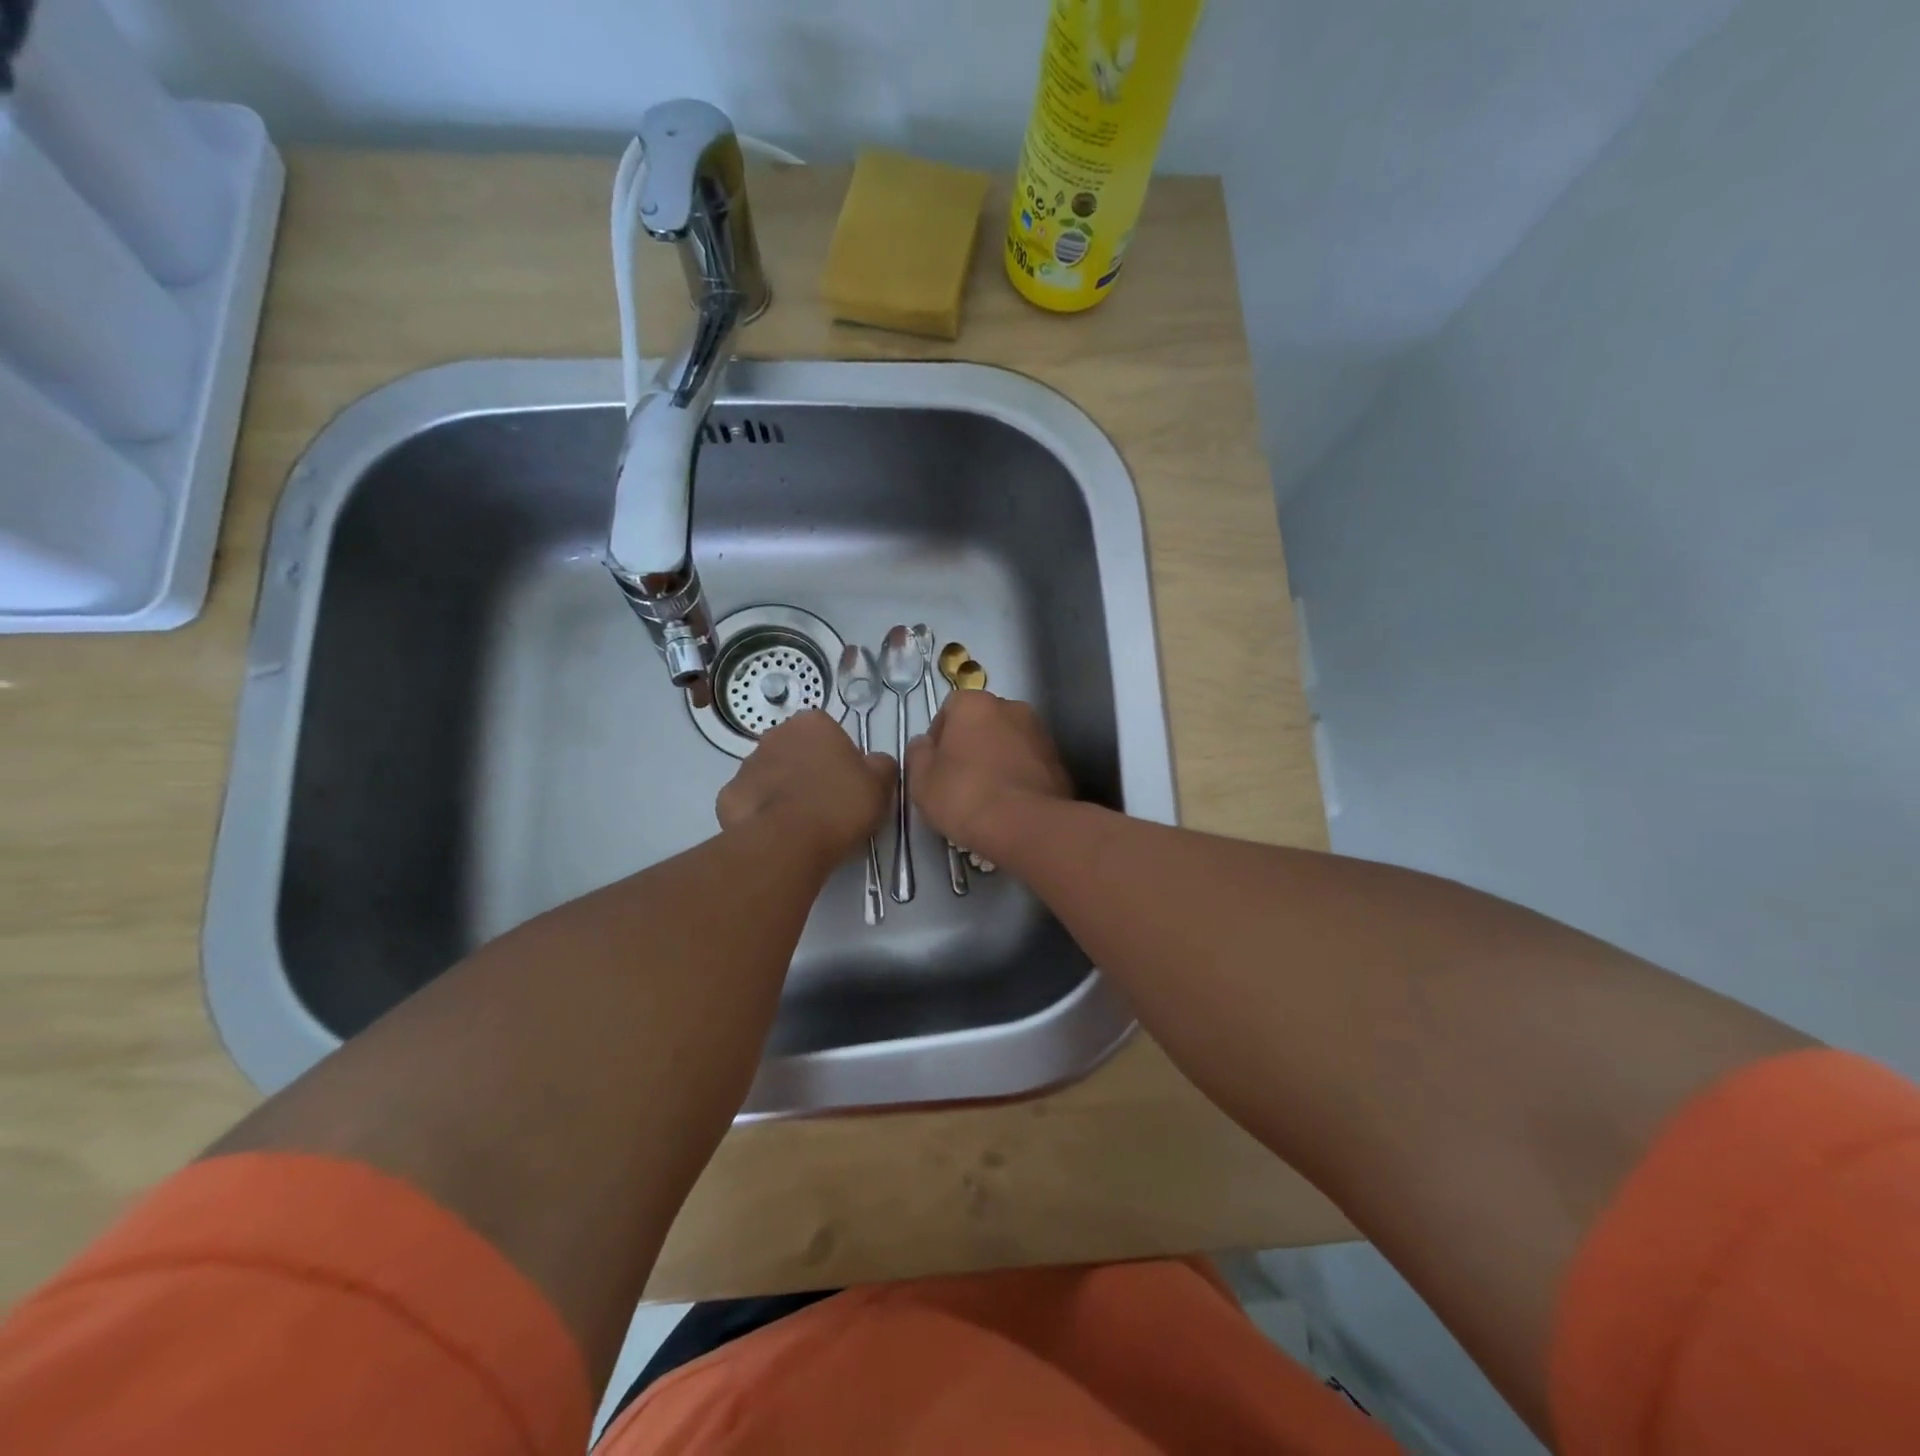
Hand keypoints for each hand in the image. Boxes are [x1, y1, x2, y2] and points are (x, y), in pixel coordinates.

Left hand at [717, 711, 893, 868]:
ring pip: (771, 775)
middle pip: (796, 750)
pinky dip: (760, 814)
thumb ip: (881, 766)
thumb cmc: (839, 805)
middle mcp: (775, 735)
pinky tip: (776, 834)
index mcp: (812, 724)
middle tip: (826, 803)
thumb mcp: (881, 784)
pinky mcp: (728, 796)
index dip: (840, 758)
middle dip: (807, 770)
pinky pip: (750, 801)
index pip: (829, 732)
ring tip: (801, 824)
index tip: (847, 784)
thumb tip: (875, 764)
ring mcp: (746, 765)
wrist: (788, 843)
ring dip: (783, 791)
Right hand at [905, 691, 1073, 854]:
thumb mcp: (922, 780)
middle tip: (959, 780)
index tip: (936, 765)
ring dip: (997, 759)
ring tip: (987, 795)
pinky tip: (1010, 804)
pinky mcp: (1059, 761)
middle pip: (983, 722)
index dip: (939, 737)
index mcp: (975, 703)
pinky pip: (1029, 763)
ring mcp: (1040, 733)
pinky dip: (1019, 775)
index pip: (950, 709)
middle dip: (971, 744)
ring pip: (1009, 742)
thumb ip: (918, 754)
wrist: (1026, 825)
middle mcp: (1012, 707)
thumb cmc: (964, 795)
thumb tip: (924, 744)